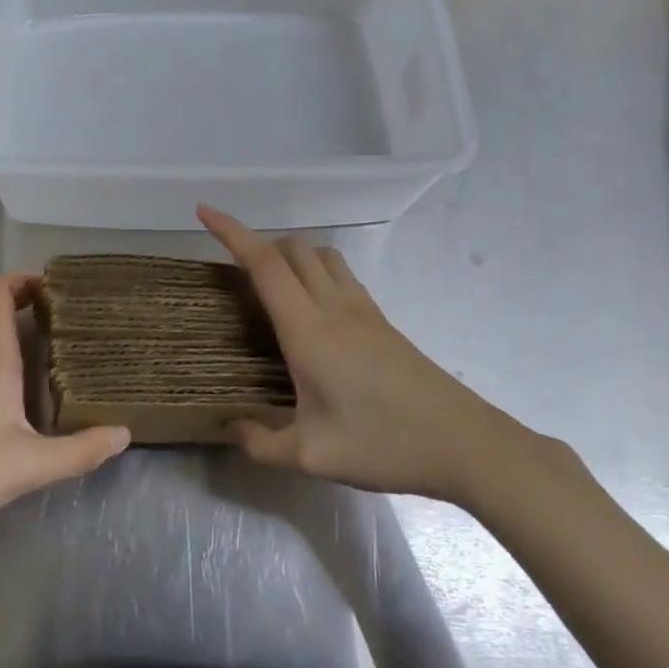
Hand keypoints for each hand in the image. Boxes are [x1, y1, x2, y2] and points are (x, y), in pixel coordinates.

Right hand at [199, 206, 539, 504]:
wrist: (464, 443)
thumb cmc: (384, 444)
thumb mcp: (312, 456)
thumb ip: (263, 444)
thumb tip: (233, 428)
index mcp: (308, 329)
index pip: (264, 263)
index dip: (231, 232)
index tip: (204, 211)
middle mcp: (333, 307)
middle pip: (291, 248)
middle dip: (257, 245)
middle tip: (233, 274)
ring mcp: (362, 310)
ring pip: (320, 255)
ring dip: (290, 255)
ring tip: (270, 285)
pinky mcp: (381, 321)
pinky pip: (340, 275)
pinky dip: (315, 271)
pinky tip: (311, 310)